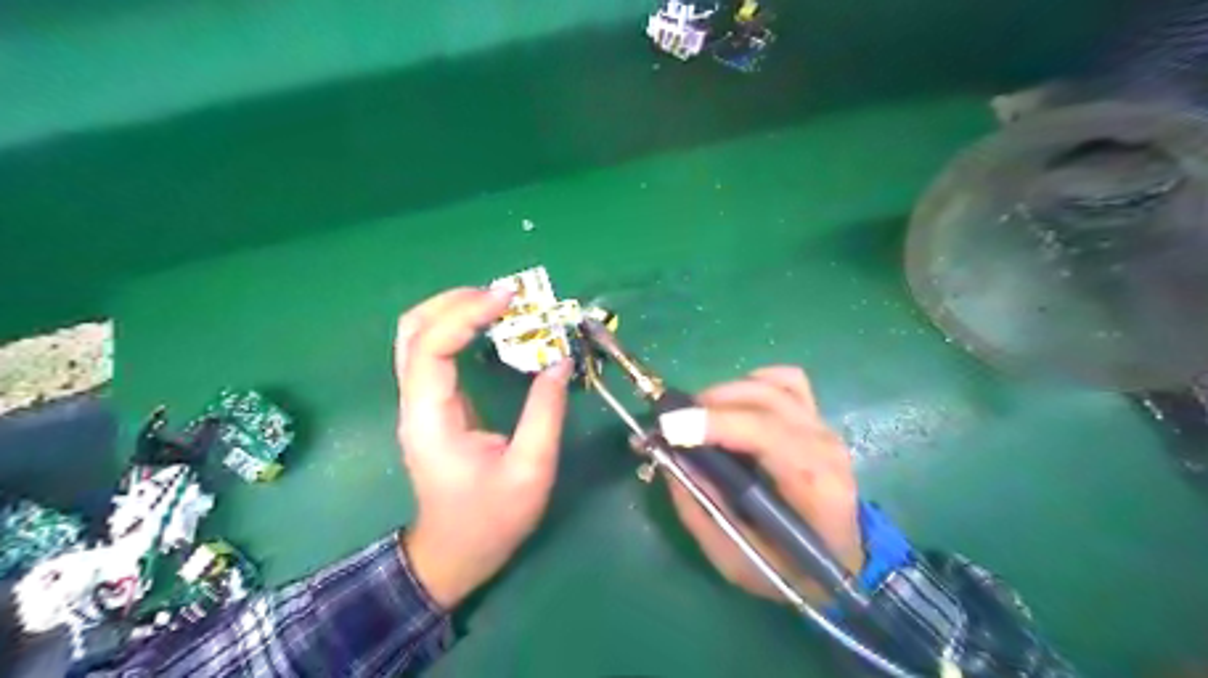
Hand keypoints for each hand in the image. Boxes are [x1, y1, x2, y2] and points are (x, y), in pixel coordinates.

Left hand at [393, 286, 572, 609]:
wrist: (455, 554)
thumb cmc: (490, 520)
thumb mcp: (530, 470)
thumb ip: (545, 412)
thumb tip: (559, 361)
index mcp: (430, 417)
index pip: (431, 346)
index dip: (466, 313)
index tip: (509, 298)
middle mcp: (415, 402)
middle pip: (413, 329)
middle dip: (456, 301)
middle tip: (506, 295)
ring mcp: (420, 401)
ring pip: (419, 336)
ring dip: (456, 310)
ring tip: (501, 303)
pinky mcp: (433, 404)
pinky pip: (435, 351)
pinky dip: (459, 328)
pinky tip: (491, 326)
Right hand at [666, 369, 864, 606]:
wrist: (841, 561)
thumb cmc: (789, 568)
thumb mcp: (735, 558)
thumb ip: (700, 508)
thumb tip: (668, 456)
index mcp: (813, 485)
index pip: (765, 433)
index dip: (715, 423)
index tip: (669, 427)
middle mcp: (823, 444)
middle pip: (764, 400)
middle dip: (709, 404)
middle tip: (671, 424)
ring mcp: (822, 426)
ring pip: (770, 384)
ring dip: (725, 393)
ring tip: (698, 417)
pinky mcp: (816, 417)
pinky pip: (784, 380)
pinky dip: (752, 384)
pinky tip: (734, 406)